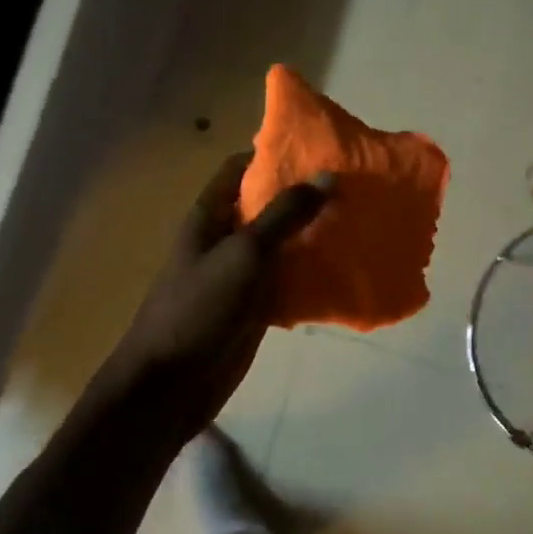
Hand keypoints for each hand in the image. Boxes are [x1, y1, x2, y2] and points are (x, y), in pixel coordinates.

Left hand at [104, 151, 331, 433]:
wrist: (172, 383)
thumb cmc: (199, 307)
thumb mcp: (244, 253)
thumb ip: (285, 215)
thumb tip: (327, 176)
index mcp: (210, 216)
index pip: (240, 169)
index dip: (273, 155)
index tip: (319, 150)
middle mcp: (225, 239)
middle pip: (266, 207)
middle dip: (304, 197)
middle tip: (353, 186)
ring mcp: (241, 276)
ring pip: (283, 247)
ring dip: (314, 237)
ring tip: (360, 222)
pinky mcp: (255, 309)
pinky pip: (289, 283)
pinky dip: (314, 276)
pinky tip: (347, 270)